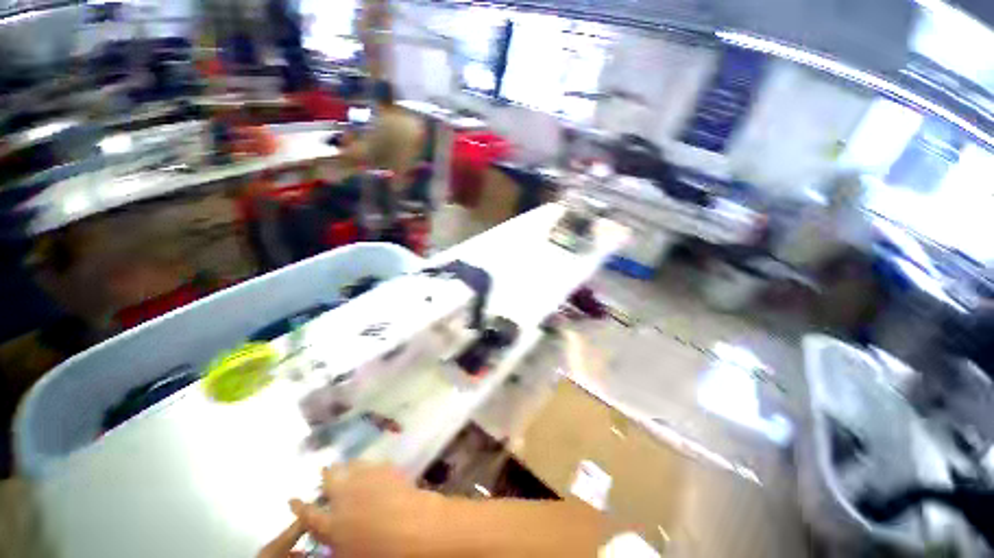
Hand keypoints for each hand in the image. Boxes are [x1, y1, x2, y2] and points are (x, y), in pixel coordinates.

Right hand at [260, 462, 444, 557]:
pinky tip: (372, 465)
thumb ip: (335, 548)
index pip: (309, 515)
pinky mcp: (389, 471)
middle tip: (325, 469)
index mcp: (332, 526)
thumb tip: (330, 546)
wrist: (415, 530)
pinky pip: (375, 464)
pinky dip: (370, 464)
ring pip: (353, 467)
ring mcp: (369, 480)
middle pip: (331, 481)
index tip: (292, 499)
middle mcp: (346, 498)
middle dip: (326, 475)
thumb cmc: (379, 555)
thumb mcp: (348, 557)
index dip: (299, 507)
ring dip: (348, 465)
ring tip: (346, 464)